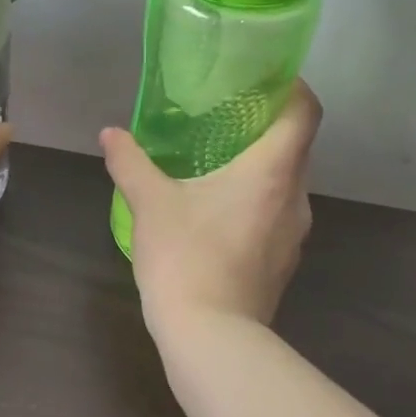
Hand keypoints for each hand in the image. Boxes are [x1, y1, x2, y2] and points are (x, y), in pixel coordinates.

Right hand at [100, 82, 322, 332]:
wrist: (211, 339)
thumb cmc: (186, 257)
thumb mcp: (150, 203)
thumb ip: (130, 161)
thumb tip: (110, 133)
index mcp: (272, 171)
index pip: (305, 112)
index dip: (292, 87)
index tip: (264, 77)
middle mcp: (295, 197)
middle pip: (296, 146)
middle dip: (266, 125)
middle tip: (225, 112)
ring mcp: (294, 234)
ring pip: (286, 182)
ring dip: (260, 165)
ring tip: (218, 158)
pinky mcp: (282, 262)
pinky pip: (276, 213)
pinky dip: (256, 198)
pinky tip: (217, 207)